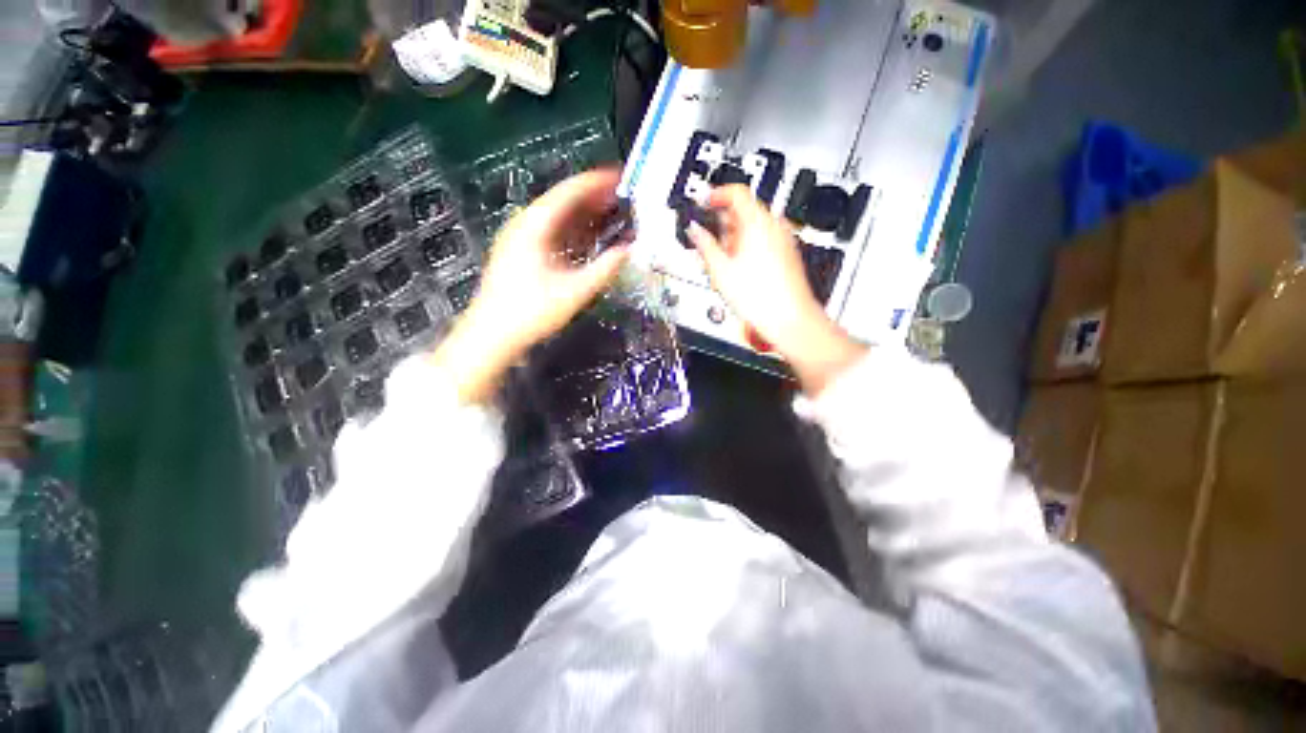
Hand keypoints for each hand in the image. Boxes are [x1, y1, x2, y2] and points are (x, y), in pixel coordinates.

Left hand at [432, 169, 629, 402]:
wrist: (491, 335)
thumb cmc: (532, 312)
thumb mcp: (575, 291)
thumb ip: (605, 269)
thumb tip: (629, 250)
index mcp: (535, 225)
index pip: (568, 192)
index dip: (596, 183)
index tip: (620, 178)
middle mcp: (524, 224)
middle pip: (561, 201)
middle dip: (592, 198)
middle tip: (621, 198)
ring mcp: (519, 238)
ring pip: (555, 217)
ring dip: (583, 215)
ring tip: (609, 214)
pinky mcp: (519, 253)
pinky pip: (549, 232)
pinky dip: (571, 231)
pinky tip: (587, 239)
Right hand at [687, 185, 865, 394]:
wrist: (789, 320)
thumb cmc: (761, 298)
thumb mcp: (721, 271)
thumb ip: (704, 245)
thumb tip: (694, 230)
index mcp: (758, 223)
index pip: (736, 192)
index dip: (715, 194)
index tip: (703, 202)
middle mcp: (775, 226)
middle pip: (745, 210)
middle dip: (723, 222)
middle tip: (707, 238)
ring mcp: (783, 240)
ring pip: (753, 227)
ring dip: (733, 237)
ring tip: (720, 259)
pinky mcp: (786, 254)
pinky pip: (763, 240)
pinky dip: (747, 246)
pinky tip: (737, 267)